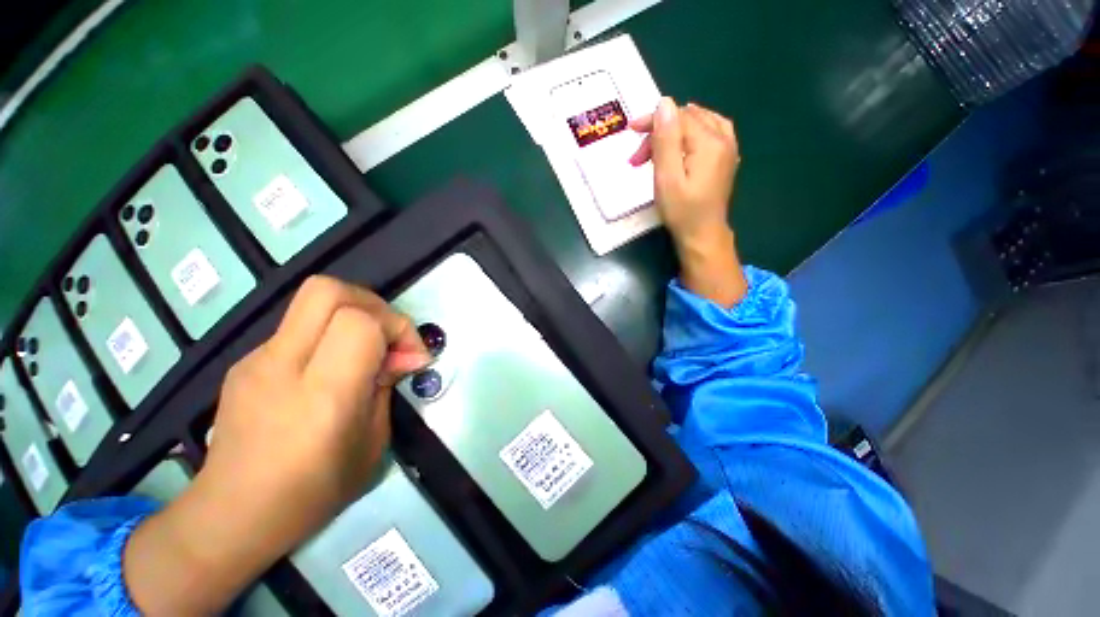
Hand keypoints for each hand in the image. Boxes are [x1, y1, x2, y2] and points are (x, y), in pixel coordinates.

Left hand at [124, 276, 428, 614]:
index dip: (396, 327)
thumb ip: (387, 386)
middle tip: (388, 336)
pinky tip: (333, 368)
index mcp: (320, 395)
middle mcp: (282, 366)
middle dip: (372, 304)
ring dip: (353, 315)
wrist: (230, 517)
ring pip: (312, 301)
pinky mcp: (246, 361)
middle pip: (327, 290)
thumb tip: (404, 355)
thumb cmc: (312, 493)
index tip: (411, 356)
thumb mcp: (372, 443)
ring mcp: (257, 359)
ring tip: (365, 352)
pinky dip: (329, 333)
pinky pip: (299, 326)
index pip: (358, 323)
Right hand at [630, 98, 747, 306]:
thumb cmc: (681, 211)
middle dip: (660, 130)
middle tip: (639, 156)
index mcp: (709, 142)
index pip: (679, 116)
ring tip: (656, 147)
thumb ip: (666, 140)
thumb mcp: (667, 178)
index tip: (631, 132)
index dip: (654, 120)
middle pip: (689, 118)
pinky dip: (692, 132)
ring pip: (700, 122)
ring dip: (675, 131)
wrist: (702, 235)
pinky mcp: (726, 158)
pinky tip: (684, 142)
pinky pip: (712, 131)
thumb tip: (664, 103)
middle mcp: (723, 138)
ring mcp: (728, 148)